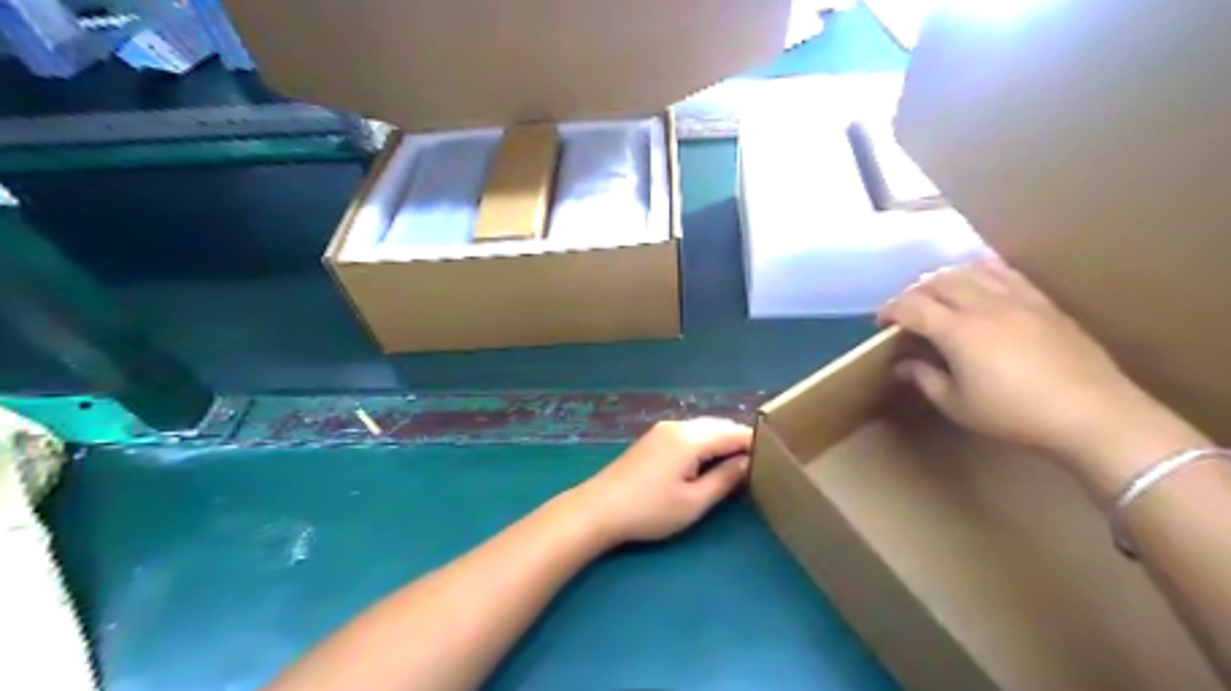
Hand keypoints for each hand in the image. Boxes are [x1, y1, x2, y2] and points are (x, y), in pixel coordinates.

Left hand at [572, 419, 754, 548]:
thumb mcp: (693, 501)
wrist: (599, 508)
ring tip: (739, 463)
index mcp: (691, 438)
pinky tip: (709, 460)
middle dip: (740, 440)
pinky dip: (705, 442)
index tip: (776, 457)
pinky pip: (689, 433)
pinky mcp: (653, 438)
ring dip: (722, 441)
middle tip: (761, 462)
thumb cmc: (650, 509)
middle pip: (718, 425)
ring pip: (703, 428)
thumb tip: (748, 463)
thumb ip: (725, 479)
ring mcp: (663, 430)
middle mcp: (678, 426)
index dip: (756, 444)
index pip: (733, 433)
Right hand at [876, 255, 1204, 487]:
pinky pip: (1006, 272)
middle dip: (914, 292)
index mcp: (959, 332)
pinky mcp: (1042, 302)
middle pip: (938, 282)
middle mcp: (984, 306)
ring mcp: (1017, 300)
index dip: (890, 310)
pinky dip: (983, 269)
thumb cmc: (1015, 415)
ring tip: (937, 293)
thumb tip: (903, 365)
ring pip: (970, 271)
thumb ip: (925, 379)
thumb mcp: (958, 405)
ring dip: (945, 278)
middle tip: (906, 310)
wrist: (1092, 414)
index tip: (881, 322)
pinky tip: (978, 276)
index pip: (912, 307)